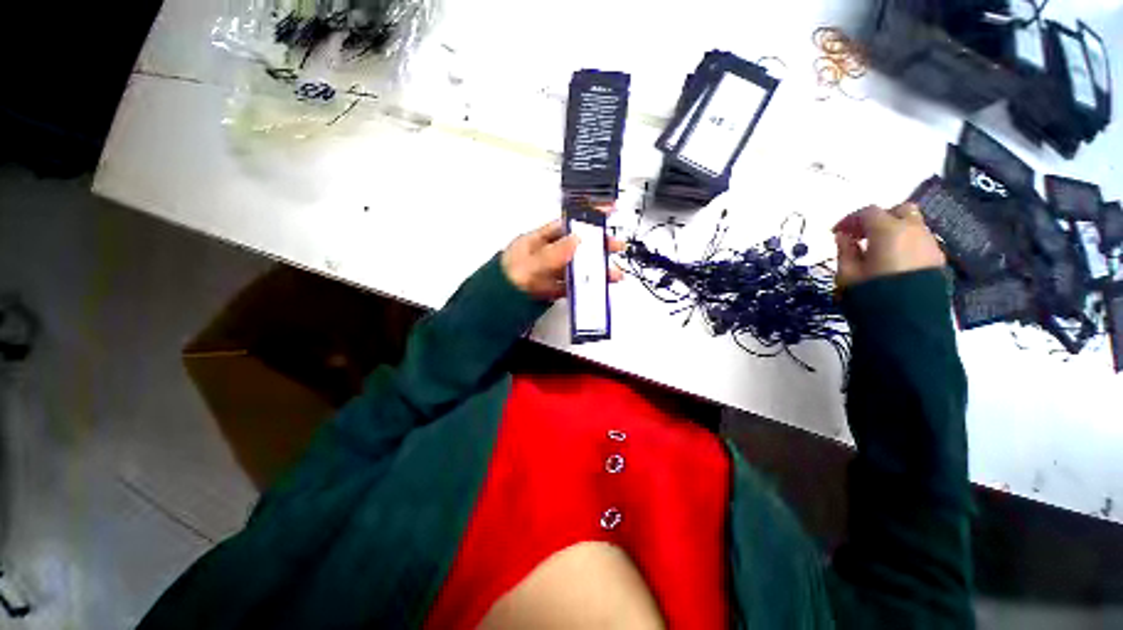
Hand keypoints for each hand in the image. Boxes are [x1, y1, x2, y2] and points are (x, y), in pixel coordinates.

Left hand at [501, 209, 624, 300]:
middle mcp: (547, 253)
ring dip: (596, 269)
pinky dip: (586, 285)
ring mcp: (551, 271)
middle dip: (598, 245)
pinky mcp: (553, 288)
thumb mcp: (529, 263)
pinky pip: (573, 284)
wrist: (495, 306)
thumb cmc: (506, 278)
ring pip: (578, 266)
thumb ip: (553, 253)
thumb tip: (577, 239)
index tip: (606, 211)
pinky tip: (598, 286)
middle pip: (577, 245)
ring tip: (614, 274)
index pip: (566, 224)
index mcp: (539, 239)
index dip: (586, 217)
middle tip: (616, 246)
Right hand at [833, 202, 945, 289]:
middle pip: (899, 210)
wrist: (908, 321)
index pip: (868, 212)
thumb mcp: (847, 273)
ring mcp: (930, 244)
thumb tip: (843, 236)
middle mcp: (914, 230)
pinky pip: (921, 242)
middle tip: (862, 234)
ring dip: (895, 231)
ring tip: (877, 250)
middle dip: (880, 218)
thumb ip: (845, 250)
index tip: (837, 232)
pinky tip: (894, 261)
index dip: (850, 219)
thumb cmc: (871, 294)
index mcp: (888, 230)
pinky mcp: (938, 260)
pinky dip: (906, 244)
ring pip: (913, 225)